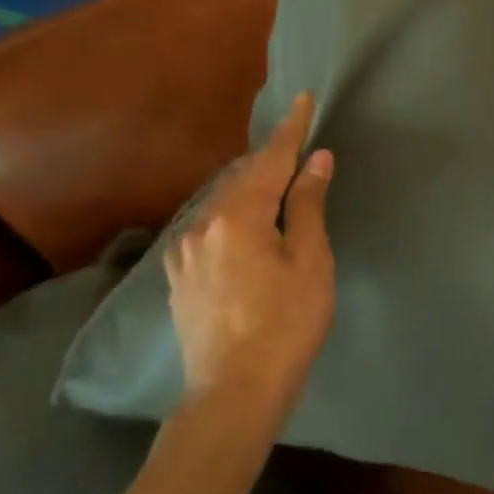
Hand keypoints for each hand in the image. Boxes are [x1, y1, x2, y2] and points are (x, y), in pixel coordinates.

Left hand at [164, 93, 335, 405]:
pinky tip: (247, 224)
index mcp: (237, 216)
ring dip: (250, 186)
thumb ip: (307, 204)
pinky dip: (233, 212)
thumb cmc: (286, 324)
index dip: (290, 130)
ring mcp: (183, 251)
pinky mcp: (178, 275)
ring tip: (277, 183)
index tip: (302, 100)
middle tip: (297, 145)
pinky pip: (209, 226)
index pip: (269, 160)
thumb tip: (315, 159)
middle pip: (241, 177)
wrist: (233, 393)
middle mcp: (201, 224)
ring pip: (221, 201)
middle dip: (270, 158)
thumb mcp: (309, 261)